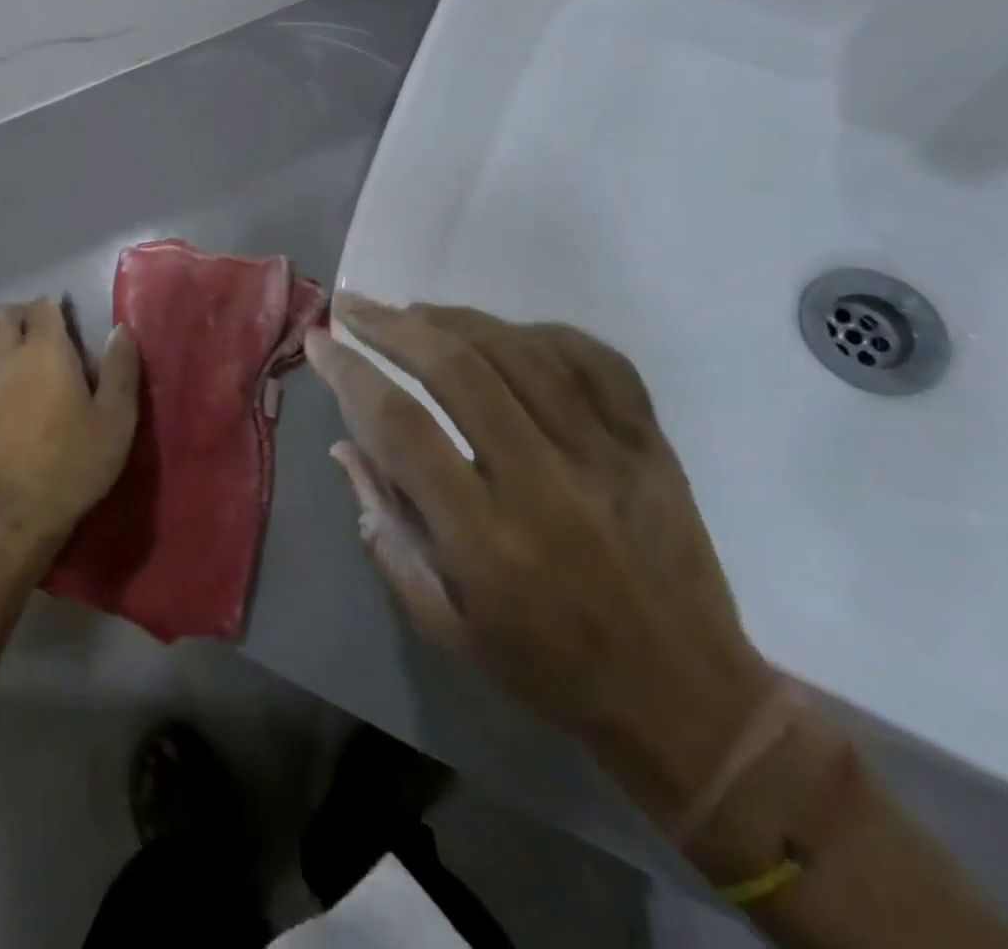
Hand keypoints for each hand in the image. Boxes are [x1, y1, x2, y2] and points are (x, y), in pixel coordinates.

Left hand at [0, 297, 139, 551]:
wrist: (17, 515)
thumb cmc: (74, 463)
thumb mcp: (116, 418)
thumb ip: (121, 368)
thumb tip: (121, 329)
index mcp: (44, 352)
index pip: (42, 306)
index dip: (57, 308)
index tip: (73, 324)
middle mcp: (6, 357)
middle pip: (1, 314)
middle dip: (22, 314)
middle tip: (47, 335)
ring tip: (21, 353)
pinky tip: (3, 382)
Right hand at [306, 296, 772, 820]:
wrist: (688, 701)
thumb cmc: (547, 669)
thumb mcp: (443, 622)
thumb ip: (386, 531)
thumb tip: (345, 448)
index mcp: (485, 540)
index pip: (401, 427)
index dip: (350, 372)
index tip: (320, 341)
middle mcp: (545, 485)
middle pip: (459, 370)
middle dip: (393, 326)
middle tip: (355, 305)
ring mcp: (607, 459)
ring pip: (523, 353)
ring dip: (456, 319)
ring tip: (414, 311)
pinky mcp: (651, 448)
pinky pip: (598, 362)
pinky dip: (543, 334)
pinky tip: (506, 332)